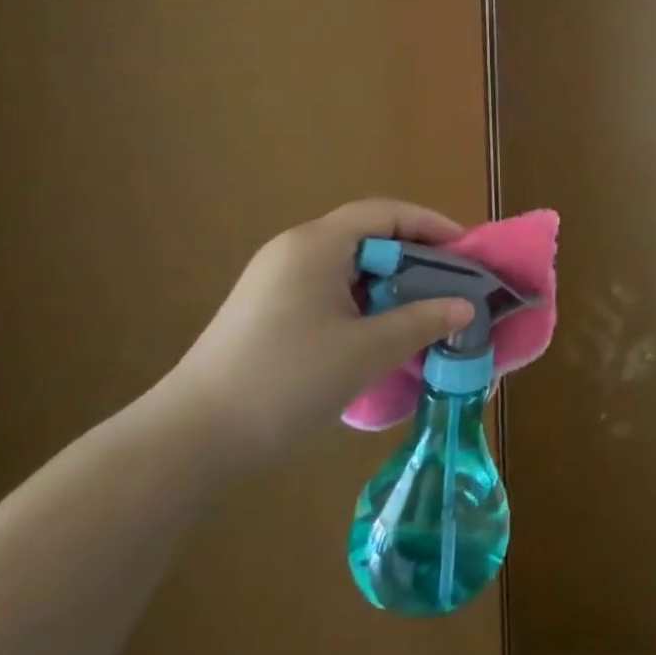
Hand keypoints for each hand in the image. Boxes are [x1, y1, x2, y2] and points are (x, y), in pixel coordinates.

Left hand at [164, 200, 475, 466]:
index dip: (430, 224)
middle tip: (450, 285)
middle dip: (414, 258)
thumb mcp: (365, 351)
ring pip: (348, 268)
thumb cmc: (286, 381)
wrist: (190, 441)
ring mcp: (275, 283)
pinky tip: (380, 337)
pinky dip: (363, 304)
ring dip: (389, 286)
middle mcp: (294, 252)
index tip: (465, 249)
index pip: (384, 213)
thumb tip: (465, 307)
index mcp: (316, 245)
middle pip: (367, 237)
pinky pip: (328, 292)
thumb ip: (421, 322)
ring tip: (423, 314)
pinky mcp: (266, 314)